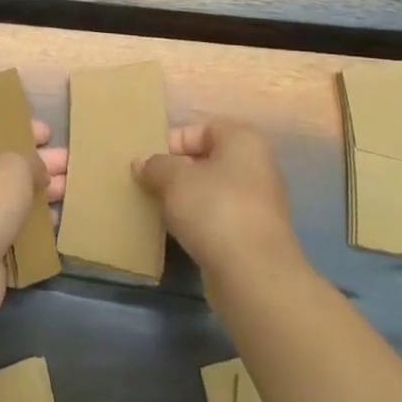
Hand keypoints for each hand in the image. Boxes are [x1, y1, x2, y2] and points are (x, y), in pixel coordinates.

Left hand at [0, 121, 66, 321]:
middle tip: (70, 162)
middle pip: (6, 164)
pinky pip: (12, 226)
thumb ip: (34, 161)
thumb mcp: (17, 164)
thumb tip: (38, 172)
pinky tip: (56, 221)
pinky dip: (33, 223)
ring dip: (40, 193)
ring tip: (71, 190)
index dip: (22, 129)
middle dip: (39, 163)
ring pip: (11, 196)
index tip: (50, 134)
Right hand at [134, 120, 301, 280]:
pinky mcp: (254, 233)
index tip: (149, 162)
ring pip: (213, 189)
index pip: (202, 128)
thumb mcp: (175, 180)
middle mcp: (257, 165)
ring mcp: (259, 202)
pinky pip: (220, 216)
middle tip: (150, 184)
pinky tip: (180, 232)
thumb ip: (156, 166)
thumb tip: (142, 162)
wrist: (253, 273)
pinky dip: (200, 220)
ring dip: (187, 197)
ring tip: (160, 208)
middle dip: (177, 171)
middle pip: (208, 159)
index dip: (173, 141)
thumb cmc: (214, 209)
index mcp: (243, 140)